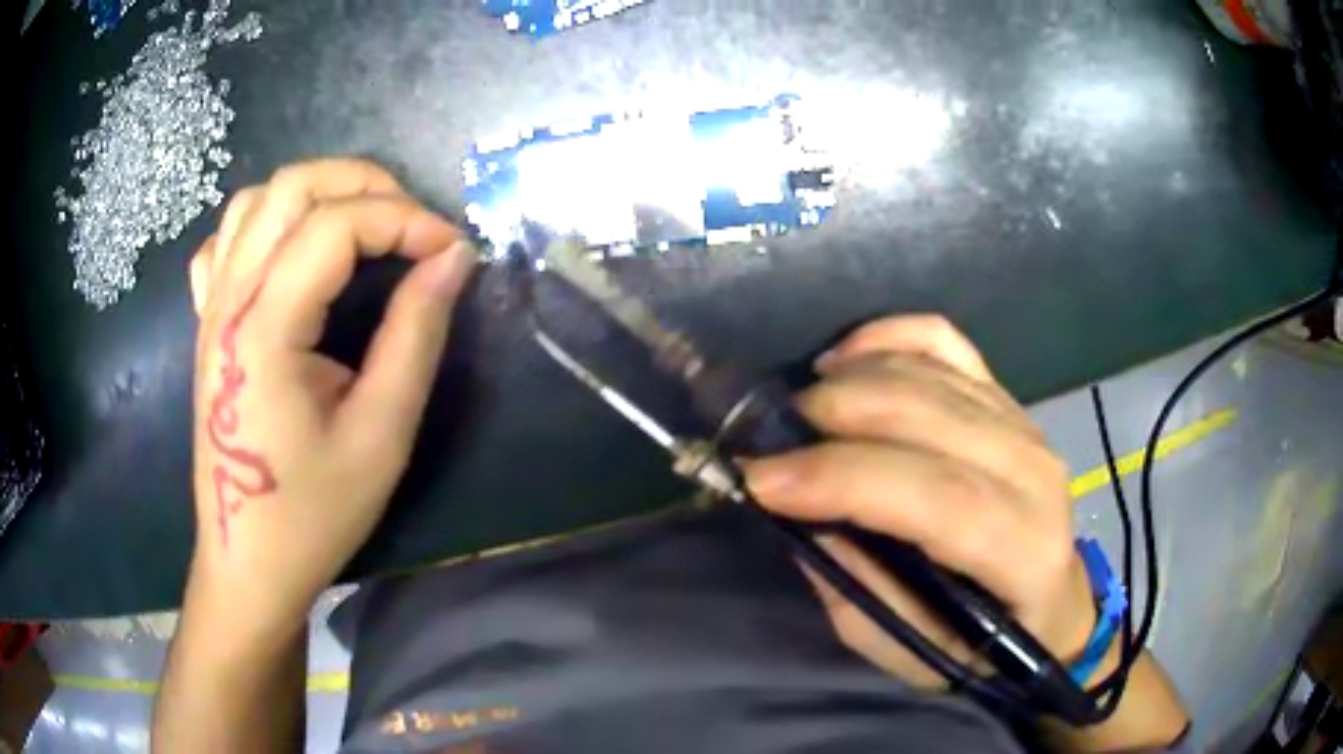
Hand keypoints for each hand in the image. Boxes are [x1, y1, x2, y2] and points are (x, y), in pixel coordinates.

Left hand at [186, 158, 476, 631]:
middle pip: (292, 186)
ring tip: (362, 225)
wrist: (248, 561)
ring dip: (317, 194)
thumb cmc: (313, 513)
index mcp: (265, 328)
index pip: (338, 225)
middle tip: (412, 223)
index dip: (406, 221)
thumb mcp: (381, 434)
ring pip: (256, 200)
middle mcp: (229, 300)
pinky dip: (265, 224)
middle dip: (364, 184)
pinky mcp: (206, 324)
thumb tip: (453, 258)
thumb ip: (415, 334)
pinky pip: (225, 242)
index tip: (453, 251)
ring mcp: (210, 308)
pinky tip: (290, 253)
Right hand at [743, 316, 1093, 686]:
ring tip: (799, 410)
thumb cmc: (982, 646)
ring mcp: (1023, 422)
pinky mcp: (1006, 397)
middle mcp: (1032, 471)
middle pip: (926, 416)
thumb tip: (801, 515)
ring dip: (848, 380)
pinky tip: (844, 358)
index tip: (761, 479)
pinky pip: (944, 340)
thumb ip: (858, 586)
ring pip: (928, 371)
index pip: (934, 496)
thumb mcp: (911, 647)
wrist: (1050, 606)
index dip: (841, 479)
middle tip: (770, 440)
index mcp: (1022, 549)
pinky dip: (887, 335)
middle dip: (833, 416)